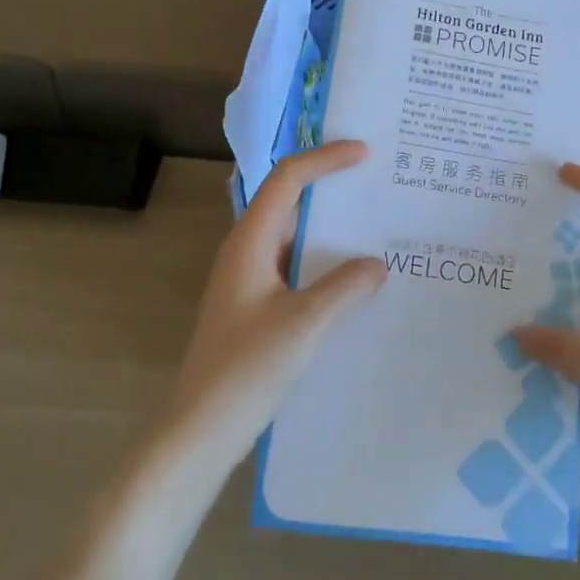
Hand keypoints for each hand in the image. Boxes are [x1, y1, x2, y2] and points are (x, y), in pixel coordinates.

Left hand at [166, 141, 386, 467]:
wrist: (202, 426)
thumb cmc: (247, 369)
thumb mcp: (305, 323)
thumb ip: (344, 287)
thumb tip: (377, 263)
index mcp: (250, 241)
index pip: (287, 179)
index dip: (325, 159)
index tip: (365, 153)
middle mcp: (246, 250)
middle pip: (289, 200)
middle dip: (330, 186)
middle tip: (376, 184)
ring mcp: (248, 279)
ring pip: (292, 236)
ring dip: (329, 227)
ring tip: (374, 226)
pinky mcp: (255, 305)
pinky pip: (293, 266)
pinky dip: (323, 261)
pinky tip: (352, 278)